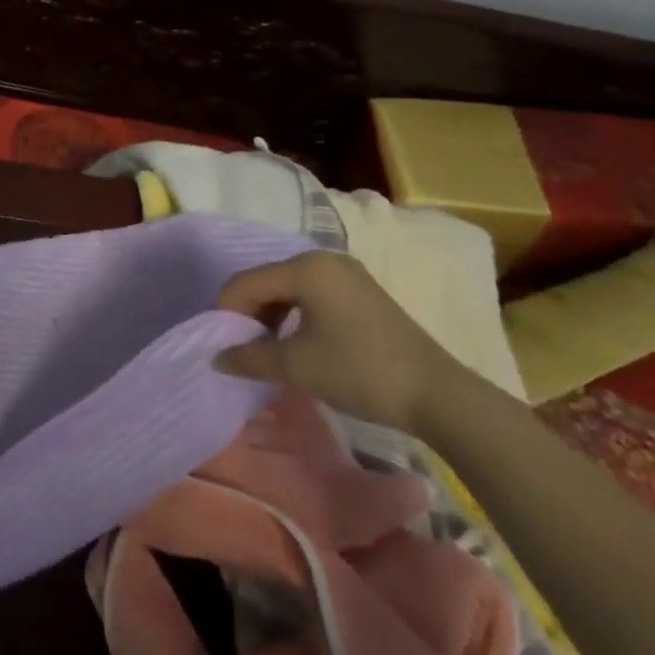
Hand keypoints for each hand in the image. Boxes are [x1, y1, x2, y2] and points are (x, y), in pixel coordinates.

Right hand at [211, 251, 466, 433]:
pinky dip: (294, 316)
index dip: (226, 312)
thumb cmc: (360, 371)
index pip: (246, 282)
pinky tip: (296, 344)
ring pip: (289, 288)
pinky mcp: (361, 292)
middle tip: (242, 350)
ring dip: (270, 316)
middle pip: (266, 280)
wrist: (438, 395)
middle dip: (248, 314)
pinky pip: (312, 294)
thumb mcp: (297, 366)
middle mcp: (324, 259)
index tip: (221, 346)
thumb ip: (249, 357)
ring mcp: (347, 274)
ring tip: (267, 351)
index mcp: (306, 267)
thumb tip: (216, 358)